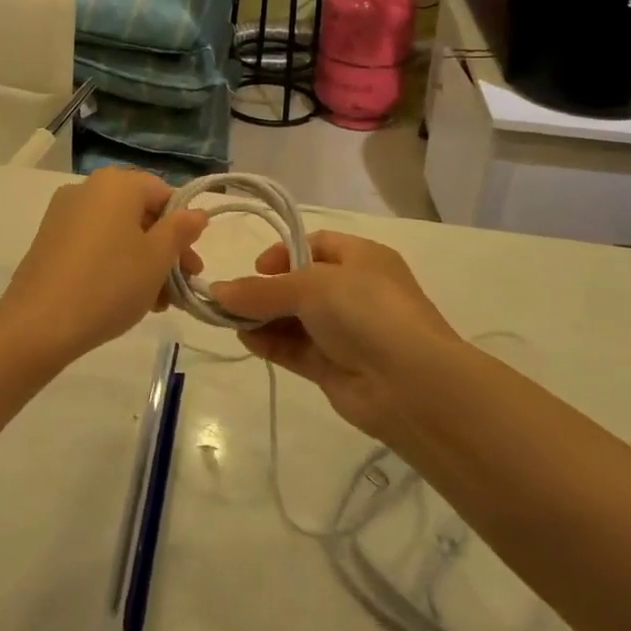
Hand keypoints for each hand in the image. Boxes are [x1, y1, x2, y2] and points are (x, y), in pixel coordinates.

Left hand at [0, 168, 206, 369]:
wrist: (39, 323)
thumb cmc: (109, 284)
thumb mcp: (156, 259)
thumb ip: (180, 230)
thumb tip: (195, 213)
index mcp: (116, 184)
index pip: (163, 193)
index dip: (183, 227)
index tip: (191, 265)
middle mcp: (88, 189)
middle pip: (139, 214)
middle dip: (164, 250)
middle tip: (179, 289)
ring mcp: (64, 214)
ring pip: (117, 233)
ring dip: (142, 262)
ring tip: (155, 303)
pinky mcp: (49, 240)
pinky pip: (93, 244)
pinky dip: (114, 264)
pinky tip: (125, 299)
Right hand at [210, 232, 458, 443]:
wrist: (412, 385)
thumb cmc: (366, 311)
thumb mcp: (310, 287)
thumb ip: (261, 291)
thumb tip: (218, 291)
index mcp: (361, 258)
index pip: (316, 245)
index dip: (284, 252)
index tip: (257, 268)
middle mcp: (355, 292)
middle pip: (301, 284)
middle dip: (266, 290)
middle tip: (233, 299)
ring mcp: (346, 332)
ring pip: (296, 319)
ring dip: (263, 318)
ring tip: (229, 320)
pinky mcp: (335, 367)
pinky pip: (296, 349)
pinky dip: (271, 343)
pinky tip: (246, 339)